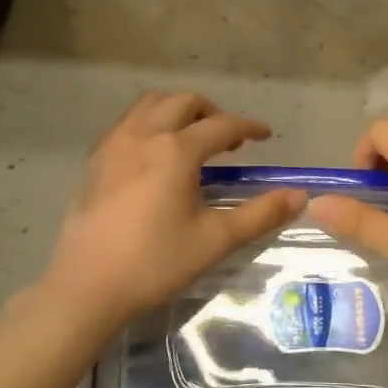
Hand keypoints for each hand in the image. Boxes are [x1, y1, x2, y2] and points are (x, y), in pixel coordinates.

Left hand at [40, 92, 306, 336]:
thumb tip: (300, 196)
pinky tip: (154, 154)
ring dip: (177, 110)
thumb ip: (261, 214)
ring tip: (192, 137)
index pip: (222, 125)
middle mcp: (144, 134)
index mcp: (176, 150)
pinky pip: (127, 123)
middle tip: (229, 139)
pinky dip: (149, 123)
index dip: (248, 127)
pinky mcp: (95, 160)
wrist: (87, 286)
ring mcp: (114, 144)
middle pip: (183, 102)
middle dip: (212, 112)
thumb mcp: (216, 239)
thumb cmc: (156, 262)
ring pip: (150, 104)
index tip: (266, 135)